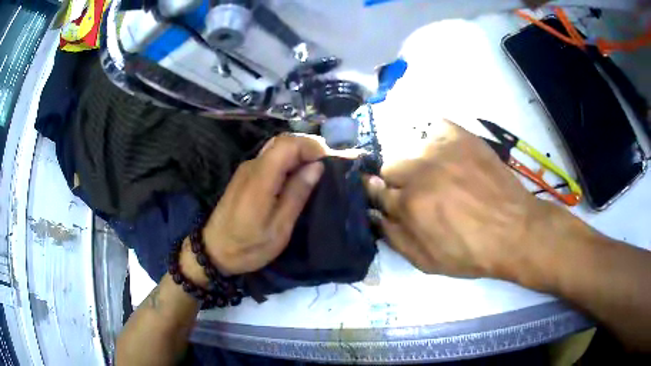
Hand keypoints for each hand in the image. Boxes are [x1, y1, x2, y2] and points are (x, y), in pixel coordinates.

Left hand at [200, 134, 348, 275]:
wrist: (214, 251)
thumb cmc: (248, 246)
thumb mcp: (279, 228)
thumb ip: (297, 194)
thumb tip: (317, 167)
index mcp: (260, 178)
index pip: (287, 144)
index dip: (311, 146)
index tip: (330, 162)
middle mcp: (252, 166)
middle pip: (283, 142)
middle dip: (308, 148)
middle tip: (328, 167)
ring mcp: (247, 169)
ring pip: (277, 149)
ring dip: (299, 155)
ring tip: (317, 172)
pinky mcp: (246, 176)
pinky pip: (271, 159)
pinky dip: (288, 162)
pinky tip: (298, 178)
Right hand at [365, 119, 565, 280]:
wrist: (514, 231)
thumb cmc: (471, 252)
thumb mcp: (427, 261)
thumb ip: (394, 238)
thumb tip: (375, 215)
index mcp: (409, 204)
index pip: (376, 190)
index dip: (379, 195)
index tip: (386, 197)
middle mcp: (420, 170)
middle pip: (390, 166)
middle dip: (398, 181)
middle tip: (419, 192)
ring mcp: (442, 148)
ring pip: (412, 147)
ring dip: (418, 163)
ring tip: (439, 175)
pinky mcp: (461, 136)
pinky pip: (435, 127)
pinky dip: (436, 139)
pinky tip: (448, 155)